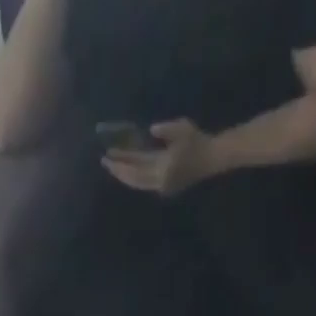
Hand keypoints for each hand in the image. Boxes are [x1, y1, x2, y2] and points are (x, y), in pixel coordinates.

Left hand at [102, 119, 219, 196]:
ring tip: (113, 167)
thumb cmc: (197, 141)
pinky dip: (134, 178)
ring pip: (137, 184)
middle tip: (104, 162)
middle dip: (118, 171)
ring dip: (124, 176)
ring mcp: (161, 186)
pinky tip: (127, 172)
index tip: (108, 154)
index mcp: (163, 169)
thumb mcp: (181, 128)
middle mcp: (159, 182)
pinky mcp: (164, 186)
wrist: (212, 159)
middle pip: (133, 179)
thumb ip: (164, 130)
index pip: (136, 166)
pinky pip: (144, 183)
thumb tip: (150, 131)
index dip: (121, 160)